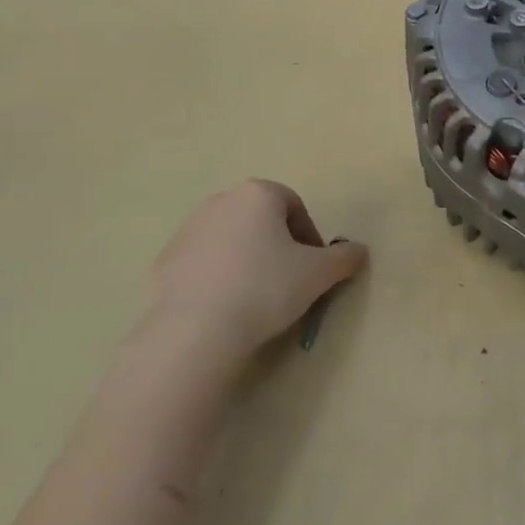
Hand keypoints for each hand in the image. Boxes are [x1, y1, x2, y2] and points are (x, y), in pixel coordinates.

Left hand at [139, 180, 368, 376]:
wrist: (197, 329)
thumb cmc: (266, 288)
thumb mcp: (319, 274)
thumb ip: (344, 258)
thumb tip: (359, 251)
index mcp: (258, 194)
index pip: (294, 206)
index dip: (309, 236)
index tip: (313, 268)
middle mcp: (220, 201)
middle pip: (260, 218)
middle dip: (277, 244)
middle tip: (288, 280)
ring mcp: (187, 229)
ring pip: (230, 239)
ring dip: (246, 258)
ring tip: (255, 296)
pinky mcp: (165, 260)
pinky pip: (202, 262)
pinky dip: (217, 276)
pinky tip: (224, 306)